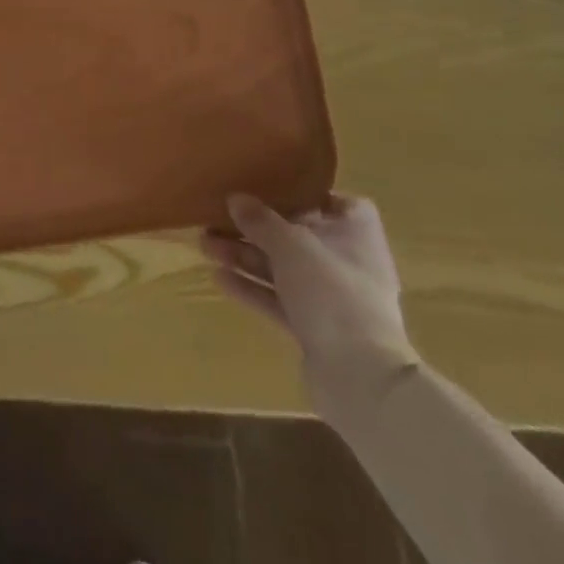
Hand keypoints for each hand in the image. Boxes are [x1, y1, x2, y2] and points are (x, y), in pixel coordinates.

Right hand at [202, 194, 417, 406]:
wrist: (359, 376)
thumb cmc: (332, 290)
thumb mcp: (290, 244)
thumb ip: (260, 220)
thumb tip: (235, 198)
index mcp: (356, 233)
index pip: (337, 202)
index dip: (306, 193)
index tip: (271, 187)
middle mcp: (347, 262)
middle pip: (298, 235)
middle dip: (256, 227)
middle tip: (217, 217)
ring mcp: (332, 298)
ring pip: (283, 268)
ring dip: (246, 256)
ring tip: (204, 244)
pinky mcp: (316, 328)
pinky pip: (279, 300)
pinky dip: (252, 288)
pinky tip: (218, 277)